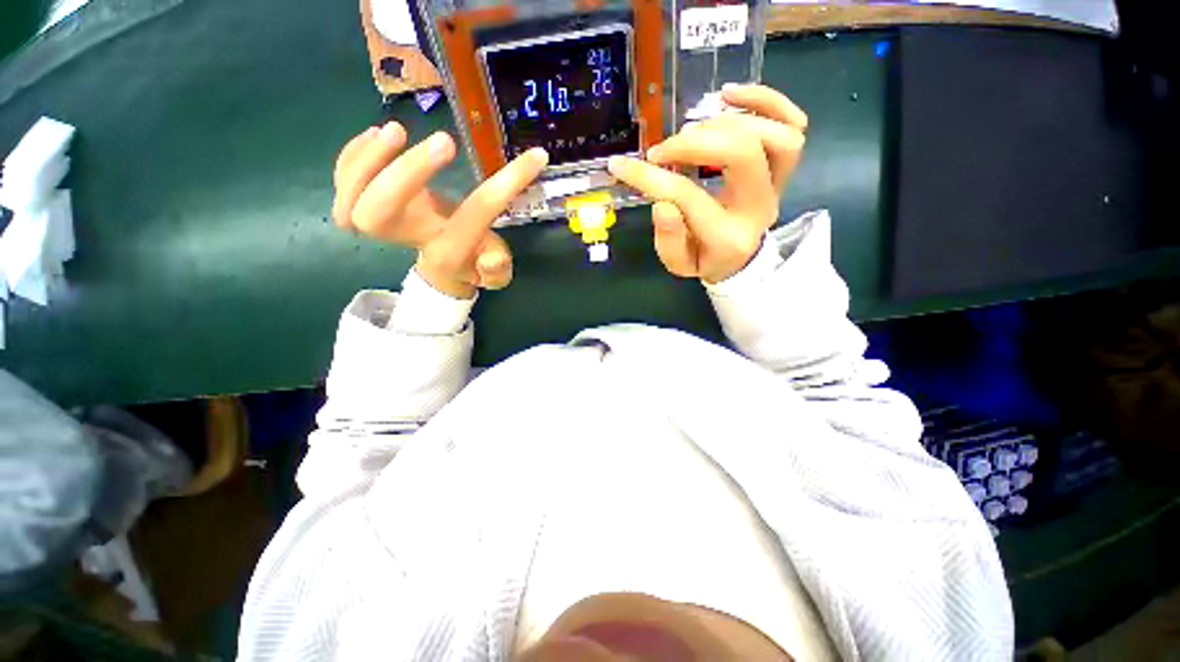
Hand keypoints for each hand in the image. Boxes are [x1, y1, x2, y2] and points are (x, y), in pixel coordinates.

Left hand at [332, 123, 547, 297]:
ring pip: (349, 200)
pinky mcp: (365, 205)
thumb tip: (492, 258)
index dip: (506, 185)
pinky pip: (342, 184)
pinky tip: (376, 137)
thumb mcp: (496, 272)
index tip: (534, 159)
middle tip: (446, 143)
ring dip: (368, 162)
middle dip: (406, 175)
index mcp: (449, 250)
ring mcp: (382, 222)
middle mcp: (409, 238)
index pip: (474, 216)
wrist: (441, 265)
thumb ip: (498, 268)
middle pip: (380, 213)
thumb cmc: (472, 263)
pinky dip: (352, 157)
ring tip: (397, 132)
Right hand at [607, 84, 807, 283]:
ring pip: (777, 135)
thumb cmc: (704, 260)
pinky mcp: (785, 167)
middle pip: (742, 153)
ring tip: (692, 126)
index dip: (650, 178)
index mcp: (727, 236)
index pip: (688, 197)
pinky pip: (794, 123)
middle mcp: (759, 206)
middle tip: (662, 150)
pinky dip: (766, 100)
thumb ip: (668, 240)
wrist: (739, 259)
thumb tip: (660, 205)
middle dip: (694, 142)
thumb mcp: (679, 263)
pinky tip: (728, 95)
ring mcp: (778, 184)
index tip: (621, 166)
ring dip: (729, 121)